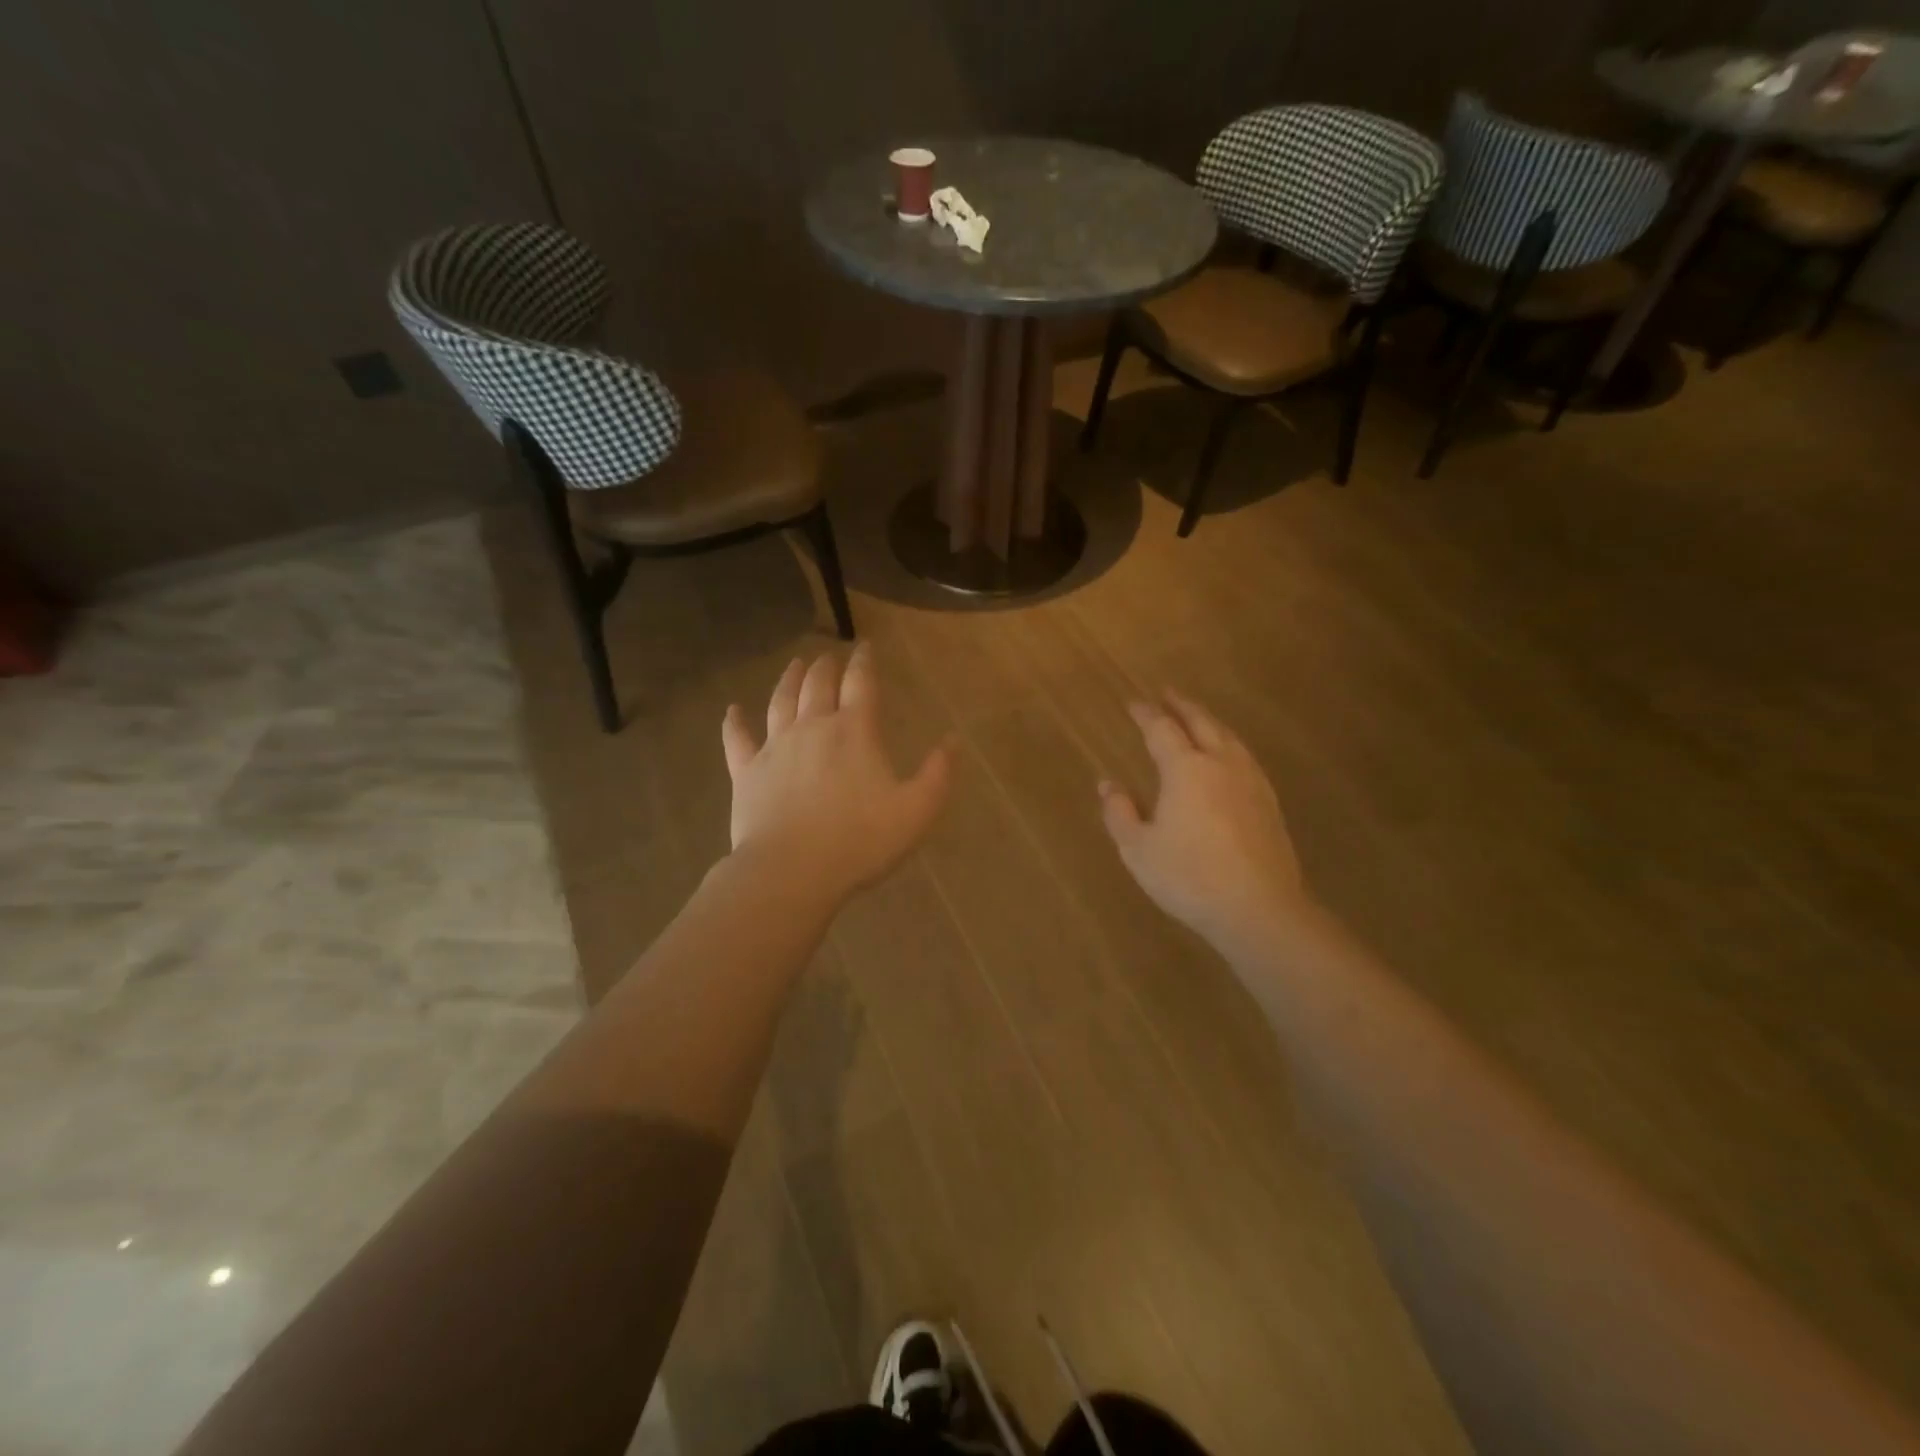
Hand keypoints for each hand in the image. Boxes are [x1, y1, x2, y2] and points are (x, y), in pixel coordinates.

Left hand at [721, 644, 950, 908]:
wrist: (792, 870)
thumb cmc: (860, 840)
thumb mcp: (917, 810)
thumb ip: (938, 773)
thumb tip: (952, 739)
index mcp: (855, 731)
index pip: (861, 683)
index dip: (865, 662)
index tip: (865, 647)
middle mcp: (813, 727)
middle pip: (818, 685)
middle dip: (826, 667)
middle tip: (829, 656)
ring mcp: (775, 748)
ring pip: (781, 701)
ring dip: (789, 680)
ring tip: (795, 665)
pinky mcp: (747, 772)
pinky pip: (738, 739)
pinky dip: (735, 723)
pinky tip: (732, 710)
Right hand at [1100, 693, 1308, 947]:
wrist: (1259, 908)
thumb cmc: (1189, 877)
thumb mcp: (1138, 849)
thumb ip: (1119, 812)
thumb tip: (1108, 784)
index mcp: (1185, 769)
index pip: (1161, 729)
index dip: (1145, 714)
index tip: (1132, 703)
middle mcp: (1220, 764)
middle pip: (1201, 722)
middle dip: (1181, 705)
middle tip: (1166, 693)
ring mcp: (1250, 781)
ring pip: (1228, 736)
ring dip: (1208, 720)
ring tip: (1196, 717)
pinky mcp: (1268, 801)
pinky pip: (1244, 756)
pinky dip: (1228, 743)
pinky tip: (1227, 756)